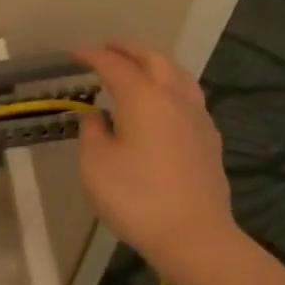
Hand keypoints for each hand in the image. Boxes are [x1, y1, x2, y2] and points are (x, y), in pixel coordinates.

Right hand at [73, 41, 236, 270]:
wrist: (195, 237)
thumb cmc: (137, 198)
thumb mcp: (95, 165)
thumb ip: (92, 132)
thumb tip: (98, 116)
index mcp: (142, 96)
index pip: (113, 65)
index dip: (91, 56)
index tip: (74, 55)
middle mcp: (172, 96)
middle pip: (152, 59)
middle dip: (128, 49)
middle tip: (108, 48)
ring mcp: (197, 116)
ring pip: (176, 74)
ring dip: (154, 63)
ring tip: (139, 67)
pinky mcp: (210, 138)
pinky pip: (188, 96)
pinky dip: (170, 86)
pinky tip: (164, 103)